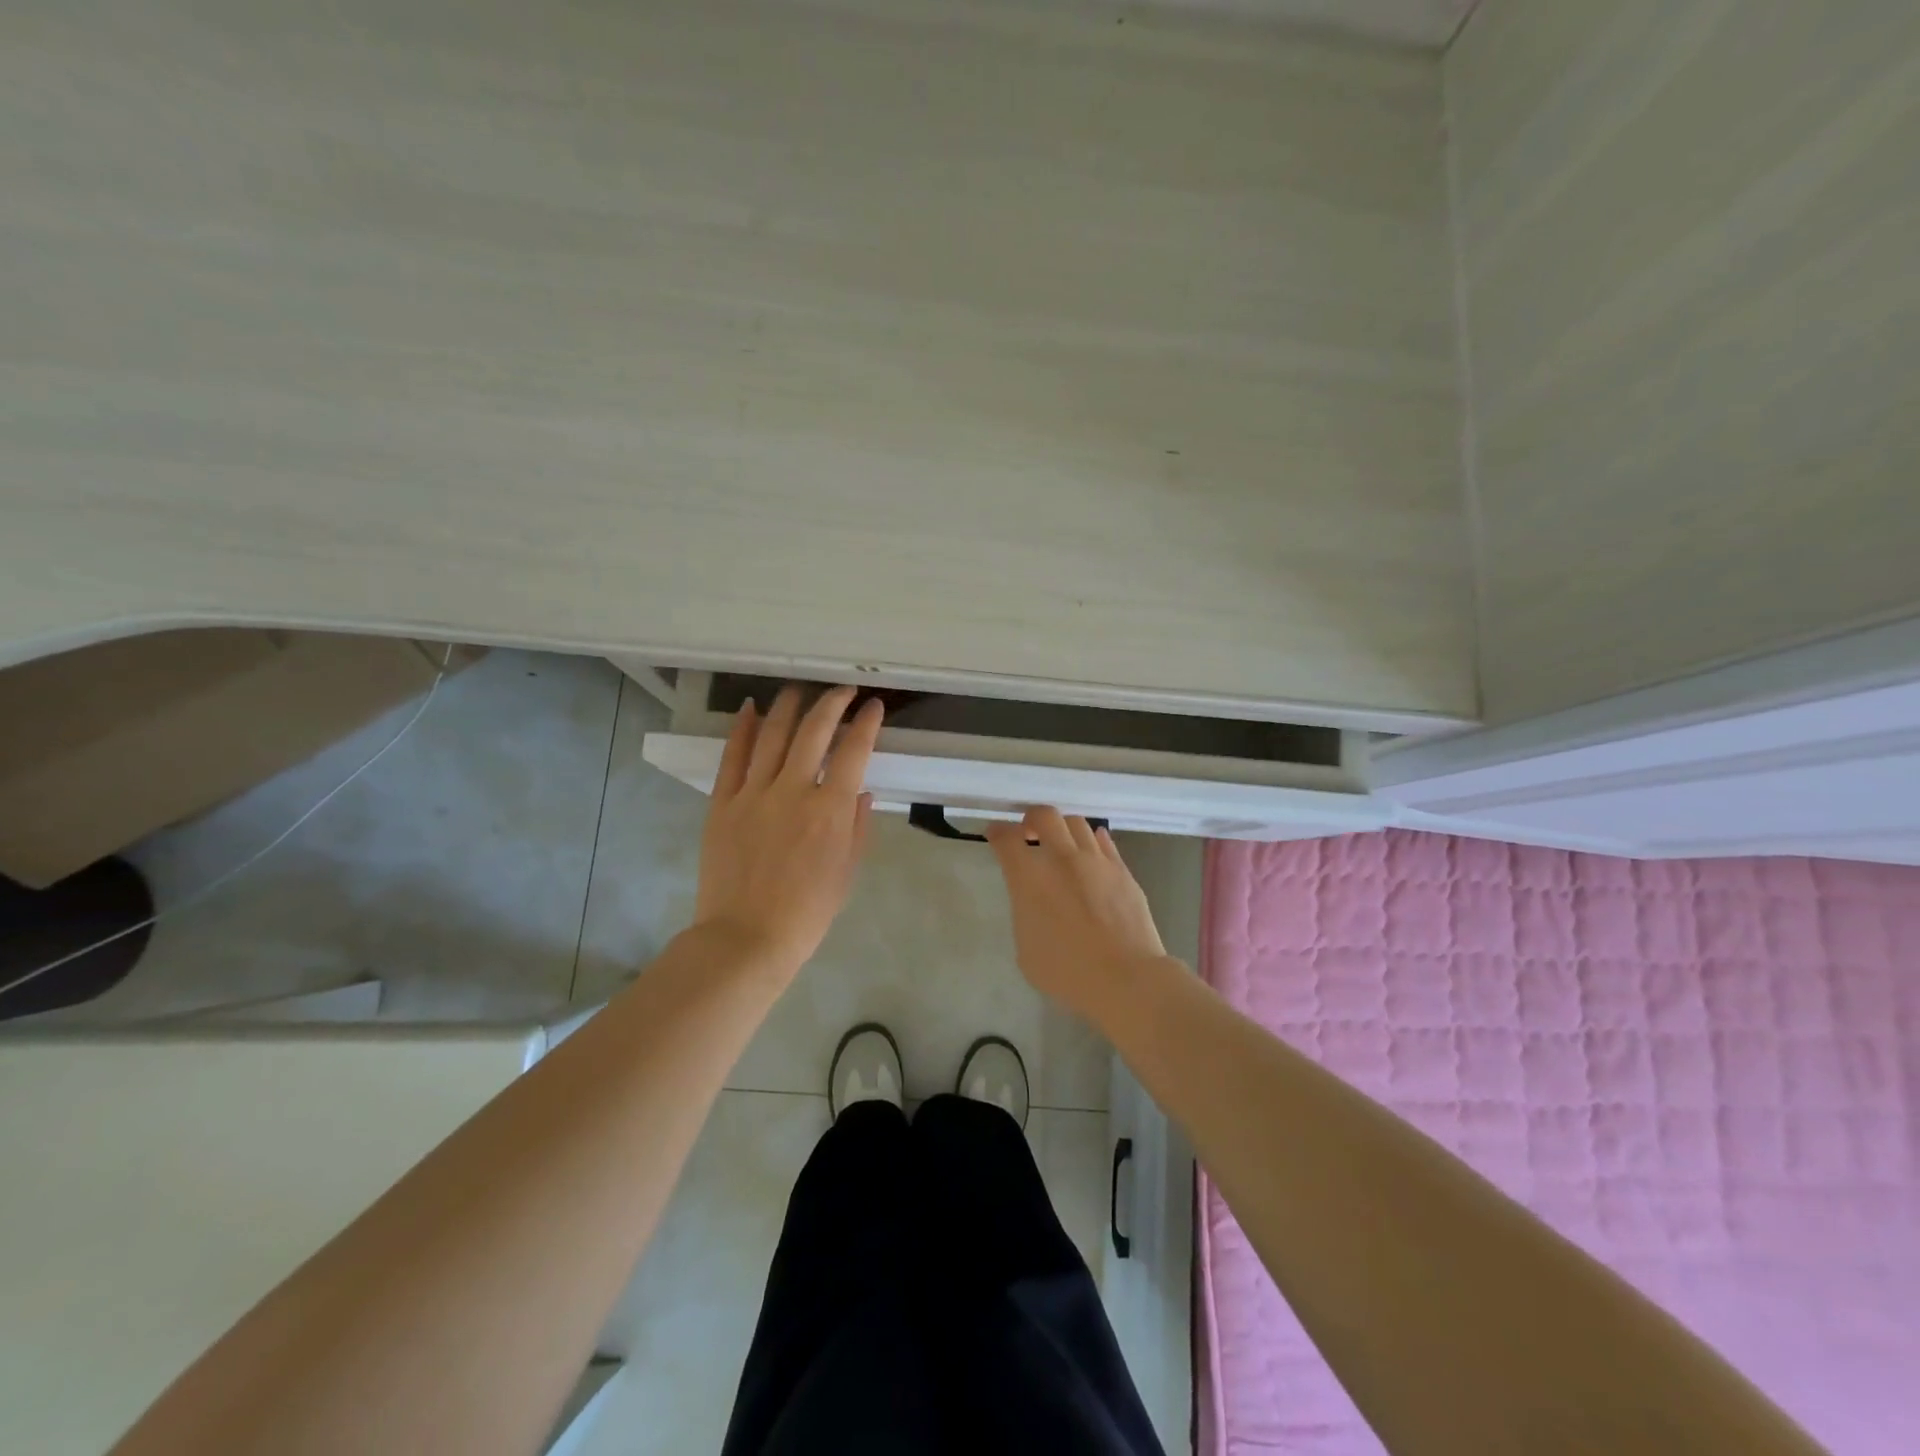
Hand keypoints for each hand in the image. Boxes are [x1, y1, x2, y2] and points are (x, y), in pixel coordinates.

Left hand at [692, 684, 881, 979]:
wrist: (746, 938)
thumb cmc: (806, 913)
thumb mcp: (846, 873)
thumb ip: (857, 827)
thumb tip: (861, 791)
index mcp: (830, 810)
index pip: (853, 751)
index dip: (866, 724)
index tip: (874, 707)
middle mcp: (793, 791)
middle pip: (814, 731)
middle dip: (832, 703)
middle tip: (843, 690)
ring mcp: (753, 794)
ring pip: (772, 734)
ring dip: (789, 706)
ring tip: (800, 690)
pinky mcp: (722, 803)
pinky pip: (732, 757)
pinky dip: (742, 728)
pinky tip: (750, 709)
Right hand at [985, 807, 1166, 1022]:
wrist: (1126, 978)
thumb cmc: (1067, 972)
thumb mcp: (1026, 949)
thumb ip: (1025, 913)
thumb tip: (1033, 900)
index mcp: (1030, 878)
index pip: (1006, 839)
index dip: (997, 832)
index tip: (996, 835)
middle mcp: (1062, 859)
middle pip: (1044, 816)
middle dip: (1031, 818)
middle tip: (1028, 833)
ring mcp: (1096, 861)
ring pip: (1077, 823)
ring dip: (1063, 828)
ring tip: (1061, 844)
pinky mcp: (1122, 870)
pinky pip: (1104, 842)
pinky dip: (1092, 841)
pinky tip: (1090, 852)